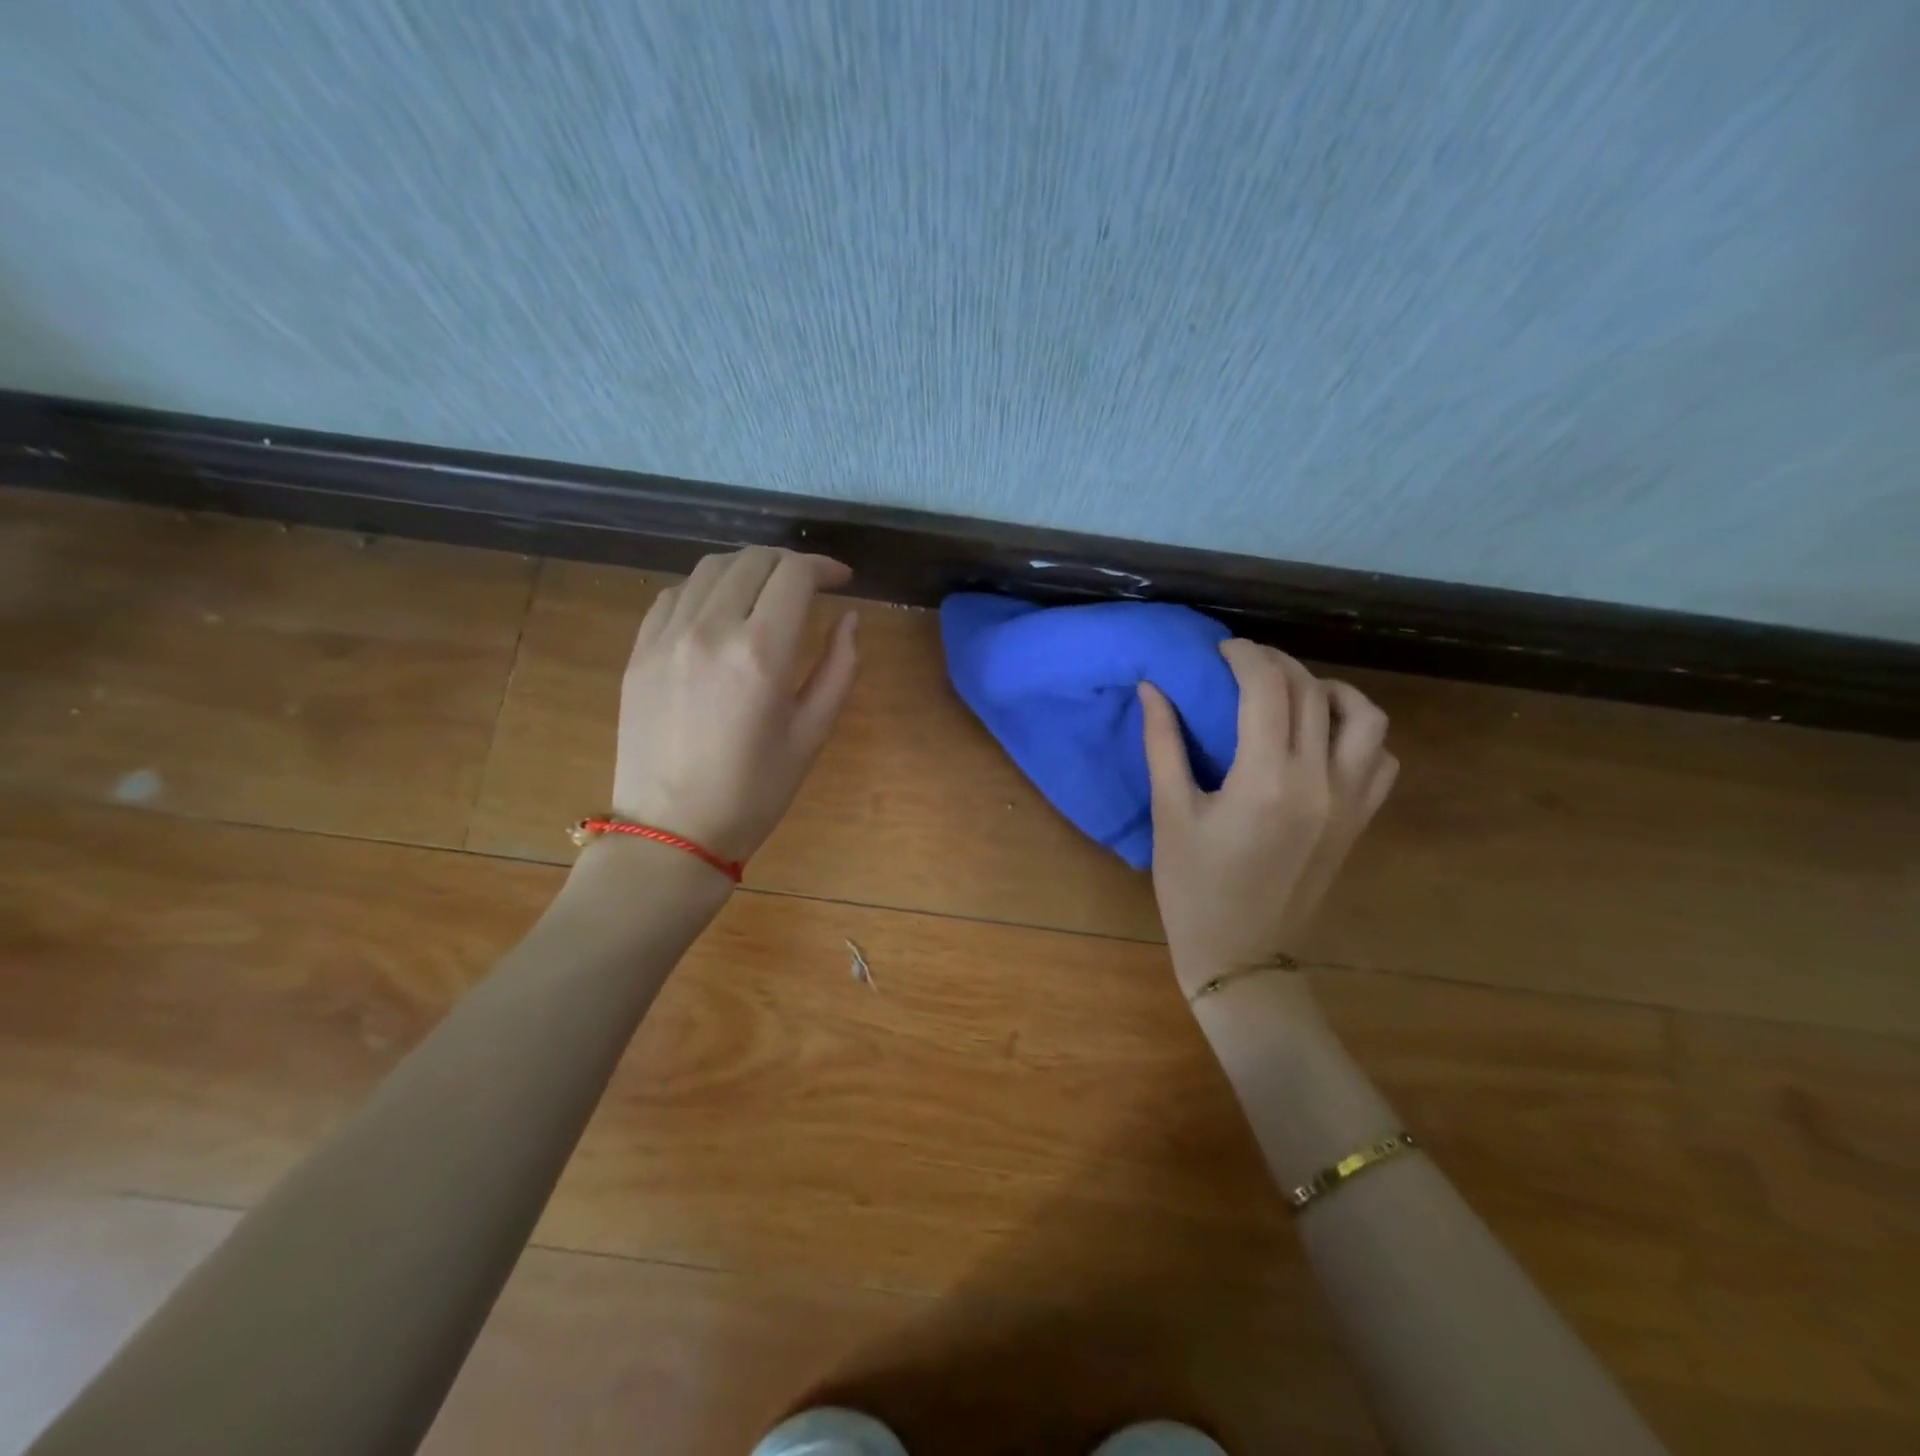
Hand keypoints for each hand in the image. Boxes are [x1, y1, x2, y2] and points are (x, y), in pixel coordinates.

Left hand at [610, 547, 859, 864]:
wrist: (671, 830)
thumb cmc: (754, 791)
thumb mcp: (812, 734)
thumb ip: (839, 668)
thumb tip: (849, 619)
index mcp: (761, 652)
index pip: (795, 575)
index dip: (824, 567)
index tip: (842, 580)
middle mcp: (711, 629)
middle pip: (753, 560)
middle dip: (790, 563)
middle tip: (810, 585)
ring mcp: (667, 635)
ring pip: (711, 568)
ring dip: (748, 568)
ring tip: (767, 591)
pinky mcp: (640, 649)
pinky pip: (675, 594)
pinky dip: (706, 588)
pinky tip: (720, 611)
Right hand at [1140, 641, 1396, 996]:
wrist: (1241, 956)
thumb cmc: (1193, 888)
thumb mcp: (1169, 814)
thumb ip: (1163, 744)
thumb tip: (1153, 688)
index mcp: (1266, 779)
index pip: (1268, 689)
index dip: (1246, 656)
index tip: (1221, 649)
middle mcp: (1319, 781)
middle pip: (1312, 692)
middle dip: (1277, 664)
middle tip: (1243, 664)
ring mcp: (1349, 802)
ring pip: (1365, 717)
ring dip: (1329, 690)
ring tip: (1292, 694)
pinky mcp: (1360, 821)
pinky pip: (1380, 758)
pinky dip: (1358, 733)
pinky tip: (1323, 739)